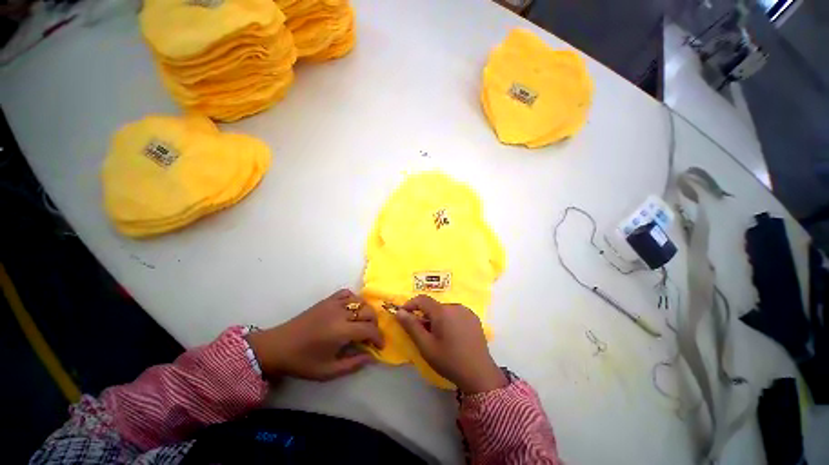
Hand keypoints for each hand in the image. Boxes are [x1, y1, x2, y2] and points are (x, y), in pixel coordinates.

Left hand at [247, 289, 383, 381]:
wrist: (277, 347)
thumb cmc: (302, 362)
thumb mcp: (328, 371)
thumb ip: (353, 364)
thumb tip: (372, 357)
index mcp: (341, 331)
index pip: (369, 329)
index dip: (379, 337)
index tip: (380, 346)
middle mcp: (341, 313)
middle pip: (368, 312)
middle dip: (375, 324)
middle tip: (371, 336)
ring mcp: (333, 304)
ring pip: (360, 301)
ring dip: (366, 311)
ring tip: (363, 323)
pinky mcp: (327, 300)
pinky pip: (347, 293)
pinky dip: (354, 299)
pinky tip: (352, 309)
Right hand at [396, 295, 506, 392]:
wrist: (479, 374)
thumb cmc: (449, 360)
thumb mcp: (426, 346)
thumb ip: (412, 326)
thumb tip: (399, 312)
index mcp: (442, 311)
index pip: (422, 299)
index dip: (410, 304)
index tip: (403, 315)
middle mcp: (455, 306)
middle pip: (434, 306)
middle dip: (424, 315)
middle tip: (422, 333)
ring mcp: (466, 311)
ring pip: (444, 310)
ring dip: (437, 318)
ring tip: (438, 337)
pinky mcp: (474, 318)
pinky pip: (455, 313)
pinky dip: (448, 320)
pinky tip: (452, 336)